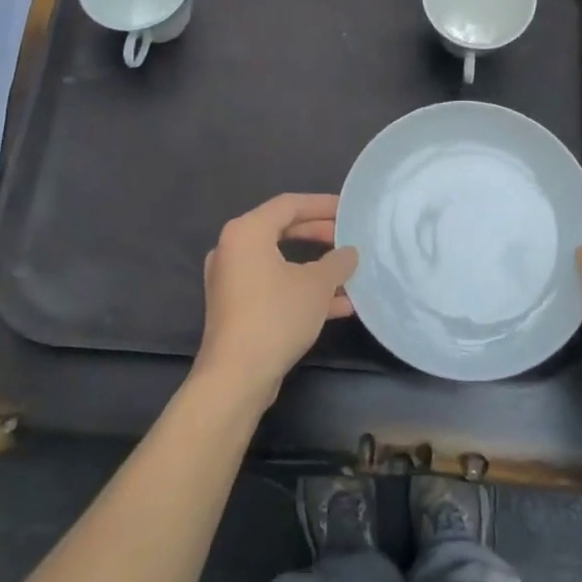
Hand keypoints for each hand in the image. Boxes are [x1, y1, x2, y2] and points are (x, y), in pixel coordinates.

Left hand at [195, 194, 357, 406]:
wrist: (236, 377)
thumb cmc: (276, 316)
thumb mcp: (316, 285)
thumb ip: (337, 262)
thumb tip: (349, 253)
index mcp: (247, 232)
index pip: (289, 204)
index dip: (322, 204)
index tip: (348, 209)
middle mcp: (233, 249)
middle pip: (283, 230)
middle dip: (320, 235)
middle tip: (348, 238)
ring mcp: (232, 280)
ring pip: (281, 262)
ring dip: (315, 267)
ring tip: (349, 272)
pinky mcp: (236, 308)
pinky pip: (274, 286)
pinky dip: (301, 289)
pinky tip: (338, 305)